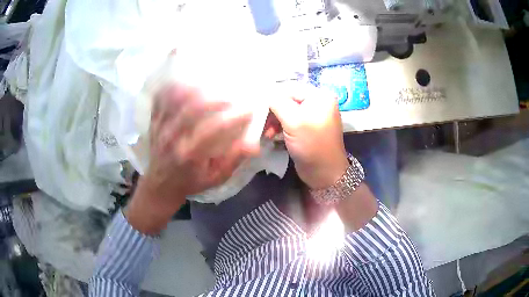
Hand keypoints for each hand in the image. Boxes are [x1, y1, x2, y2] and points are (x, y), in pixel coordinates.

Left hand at [127, 84, 257, 233]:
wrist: (161, 185)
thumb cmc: (191, 182)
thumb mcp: (215, 178)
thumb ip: (233, 161)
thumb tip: (254, 145)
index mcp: (190, 154)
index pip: (213, 130)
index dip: (233, 118)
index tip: (249, 110)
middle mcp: (173, 138)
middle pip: (192, 110)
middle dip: (214, 99)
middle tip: (230, 96)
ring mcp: (161, 128)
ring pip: (174, 100)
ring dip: (193, 89)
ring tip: (208, 84)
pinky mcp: (154, 122)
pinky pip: (160, 100)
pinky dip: (171, 89)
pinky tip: (182, 83)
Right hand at [270, 83, 348, 189]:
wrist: (324, 174)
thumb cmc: (312, 145)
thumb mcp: (293, 121)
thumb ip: (277, 103)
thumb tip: (264, 92)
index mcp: (320, 96)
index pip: (291, 88)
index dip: (272, 95)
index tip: (256, 105)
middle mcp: (318, 102)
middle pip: (289, 99)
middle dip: (273, 110)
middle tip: (261, 121)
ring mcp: (313, 116)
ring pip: (287, 111)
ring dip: (274, 120)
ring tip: (266, 132)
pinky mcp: (307, 128)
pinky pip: (290, 121)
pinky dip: (280, 127)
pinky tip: (271, 135)